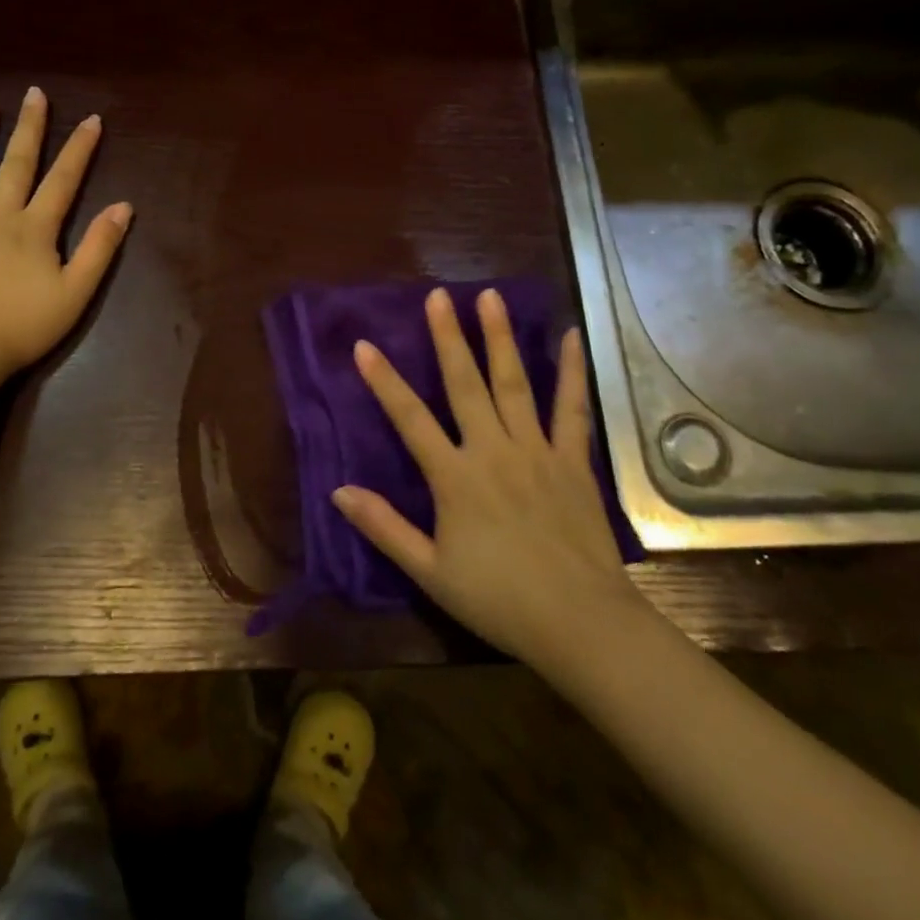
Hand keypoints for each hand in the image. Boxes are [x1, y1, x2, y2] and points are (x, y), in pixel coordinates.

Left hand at [0, 87, 131, 397]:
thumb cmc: (24, 326)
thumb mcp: (76, 292)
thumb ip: (100, 248)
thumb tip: (122, 206)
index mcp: (35, 228)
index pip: (64, 179)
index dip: (80, 148)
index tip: (92, 119)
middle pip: (17, 163)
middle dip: (29, 127)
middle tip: (34, 93)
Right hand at [334, 287, 645, 662]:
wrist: (580, 624)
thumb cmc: (498, 600)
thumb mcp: (430, 571)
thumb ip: (384, 527)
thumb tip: (338, 490)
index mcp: (455, 478)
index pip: (410, 419)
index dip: (384, 381)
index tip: (364, 345)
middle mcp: (493, 451)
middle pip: (465, 385)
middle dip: (447, 338)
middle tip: (438, 296)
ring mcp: (537, 451)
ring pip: (514, 384)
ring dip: (499, 338)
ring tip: (490, 297)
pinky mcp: (573, 461)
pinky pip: (571, 409)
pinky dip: (571, 372)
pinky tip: (569, 337)